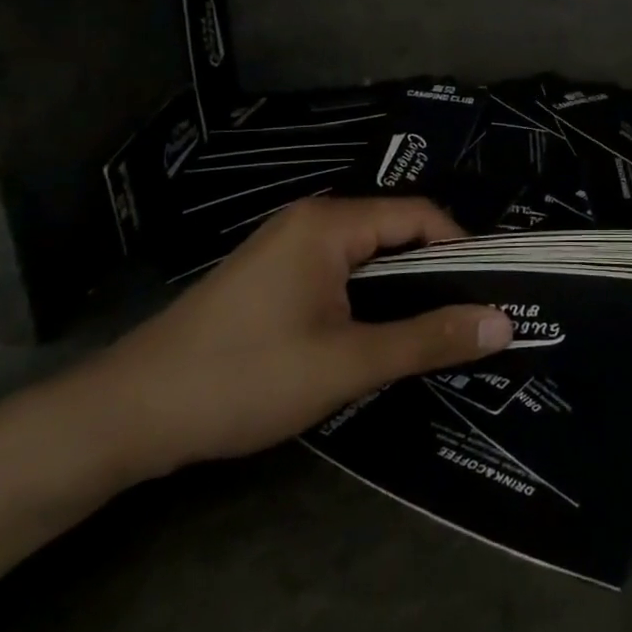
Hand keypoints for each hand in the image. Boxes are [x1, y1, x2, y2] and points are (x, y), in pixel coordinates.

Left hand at [60, 197, 511, 482]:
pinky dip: (369, 298)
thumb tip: (504, 323)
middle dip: (436, 272)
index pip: (420, 215)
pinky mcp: (272, 278)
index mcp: (330, 223)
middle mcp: (311, 221)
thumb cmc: (244, 378)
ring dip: (403, 290)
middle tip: (473, 317)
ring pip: (368, 257)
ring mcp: (287, 248)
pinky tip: (380, 335)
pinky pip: (340, 273)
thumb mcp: (347, 363)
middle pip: (395, 232)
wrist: (126, 416)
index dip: (463, 249)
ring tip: (437, 330)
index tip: (492, 292)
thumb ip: (428, 338)